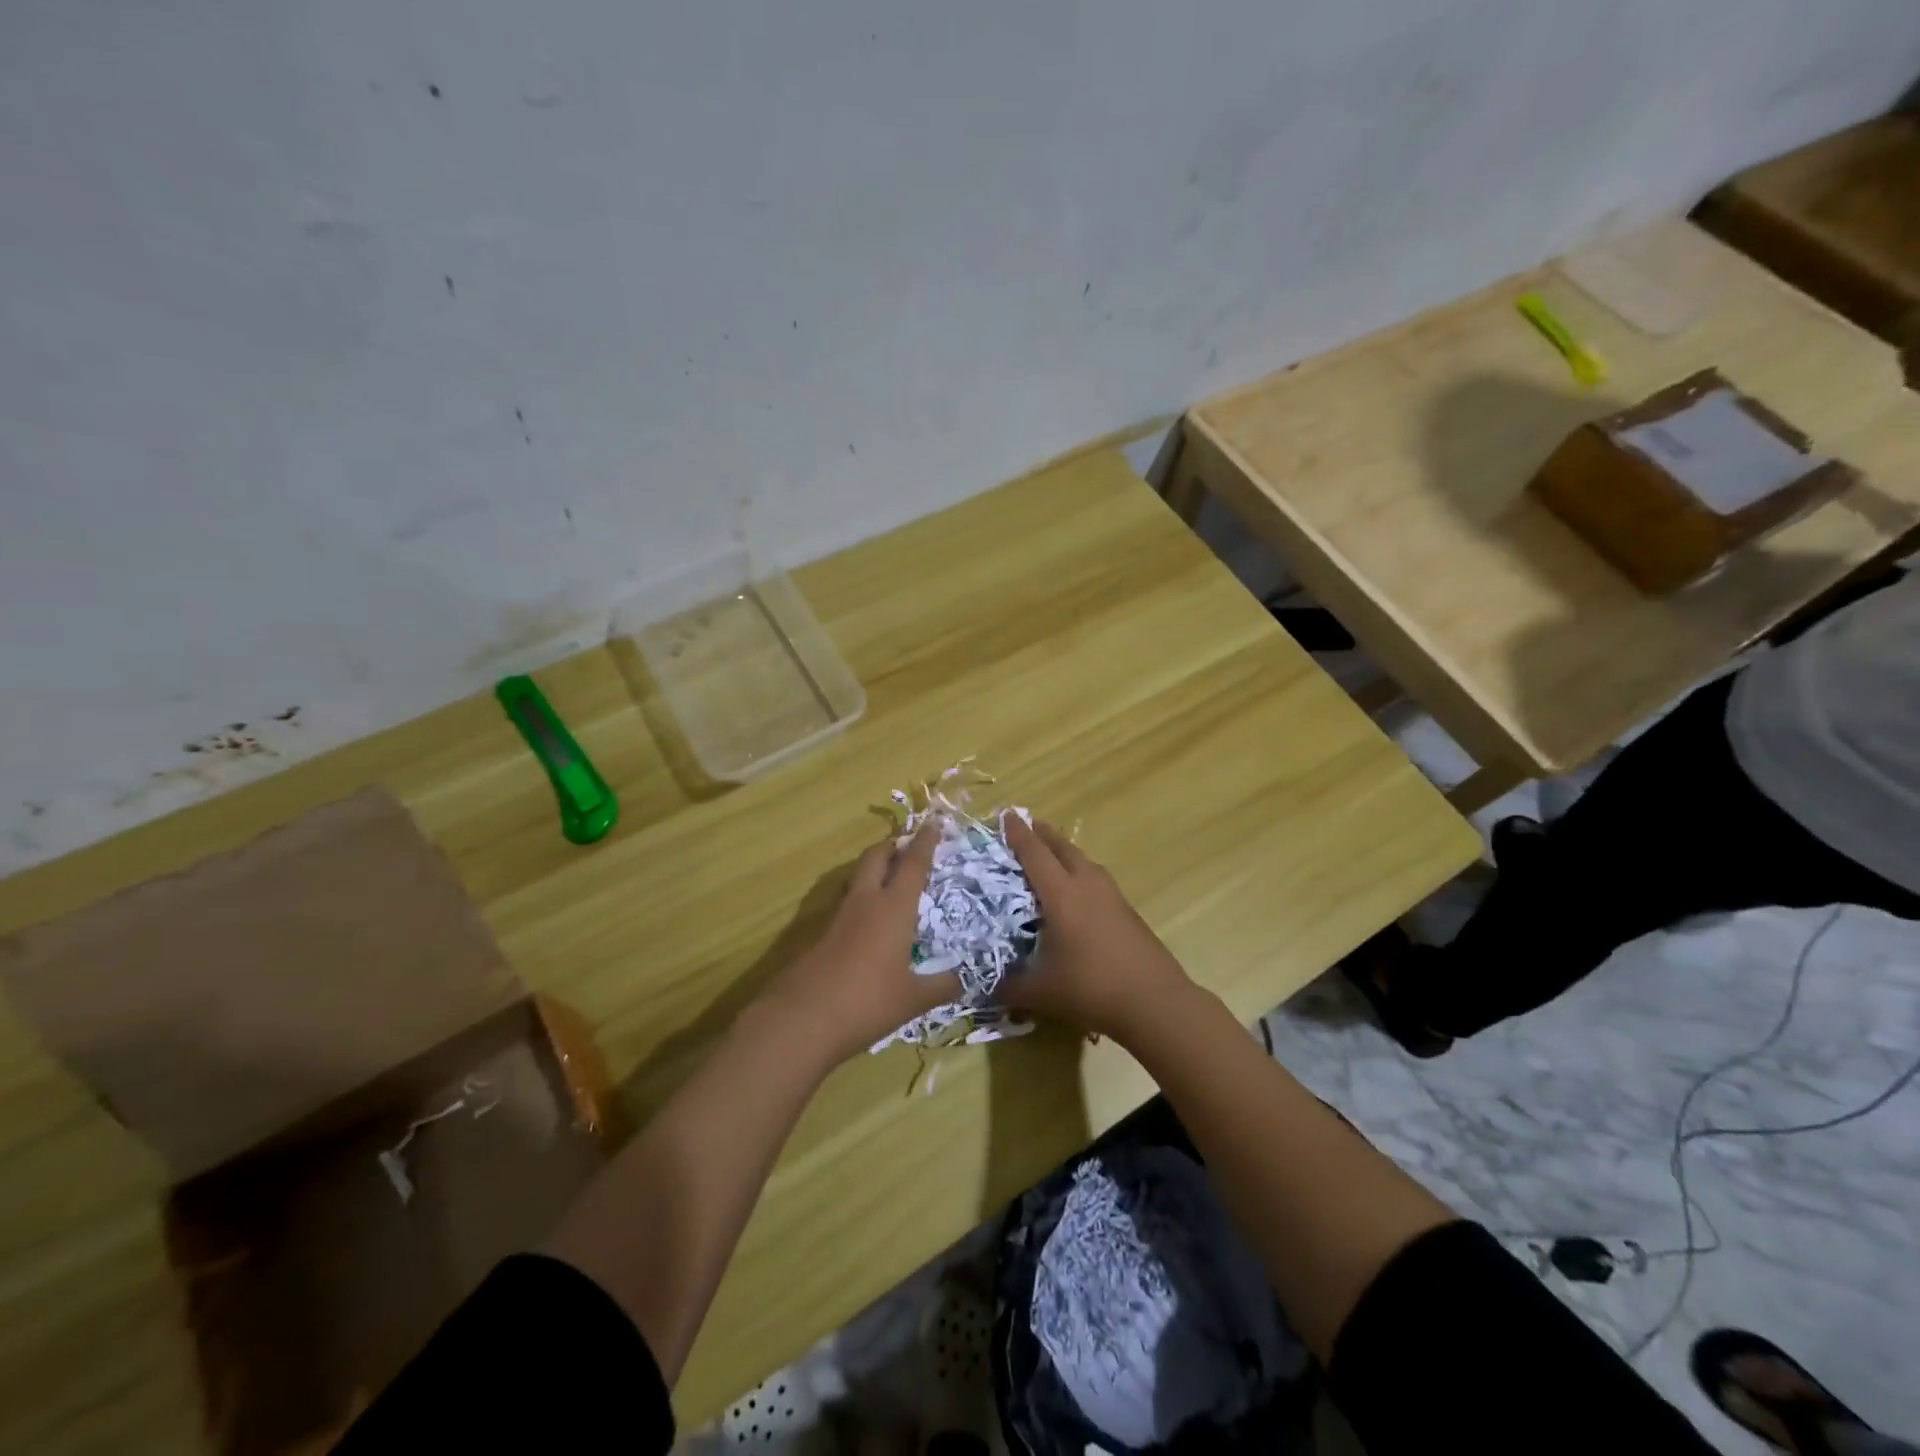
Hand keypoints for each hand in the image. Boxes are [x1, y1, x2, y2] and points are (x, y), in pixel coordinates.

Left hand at [760, 824, 958, 1064]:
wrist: (801, 1019)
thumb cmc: (866, 1002)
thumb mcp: (913, 999)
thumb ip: (941, 986)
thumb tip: (965, 980)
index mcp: (893, 908)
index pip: (913, 864)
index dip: (925, 842)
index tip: (934, 822)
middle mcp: (865, 902)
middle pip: (876, 857)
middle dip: (892, 845)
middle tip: (907, 845)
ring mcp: (839, 916)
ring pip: (857, 876)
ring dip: (874, 867)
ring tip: (889, 874)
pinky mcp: (821, 933)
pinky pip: (846, 900)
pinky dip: (861, 895)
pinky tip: (867, 916)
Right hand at [1001, 816, 1196, 1041]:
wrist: (1155, 1002)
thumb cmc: (1092, 989)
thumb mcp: (1040, 992)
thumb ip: (1008, 986)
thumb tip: (983, 987)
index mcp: (1061, 894)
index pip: (1034, 853)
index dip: (1018, 834)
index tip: (1005, 814)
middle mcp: (1087, 885)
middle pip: (1062, 848)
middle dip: (1042, 834)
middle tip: (1026, 826)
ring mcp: (1111, 895)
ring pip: (1083, 860)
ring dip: (1063, 851)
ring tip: (1049, 854)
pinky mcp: (1126, 910)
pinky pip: (1095, 878)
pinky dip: (1079, 871)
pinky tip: (1076, 890)